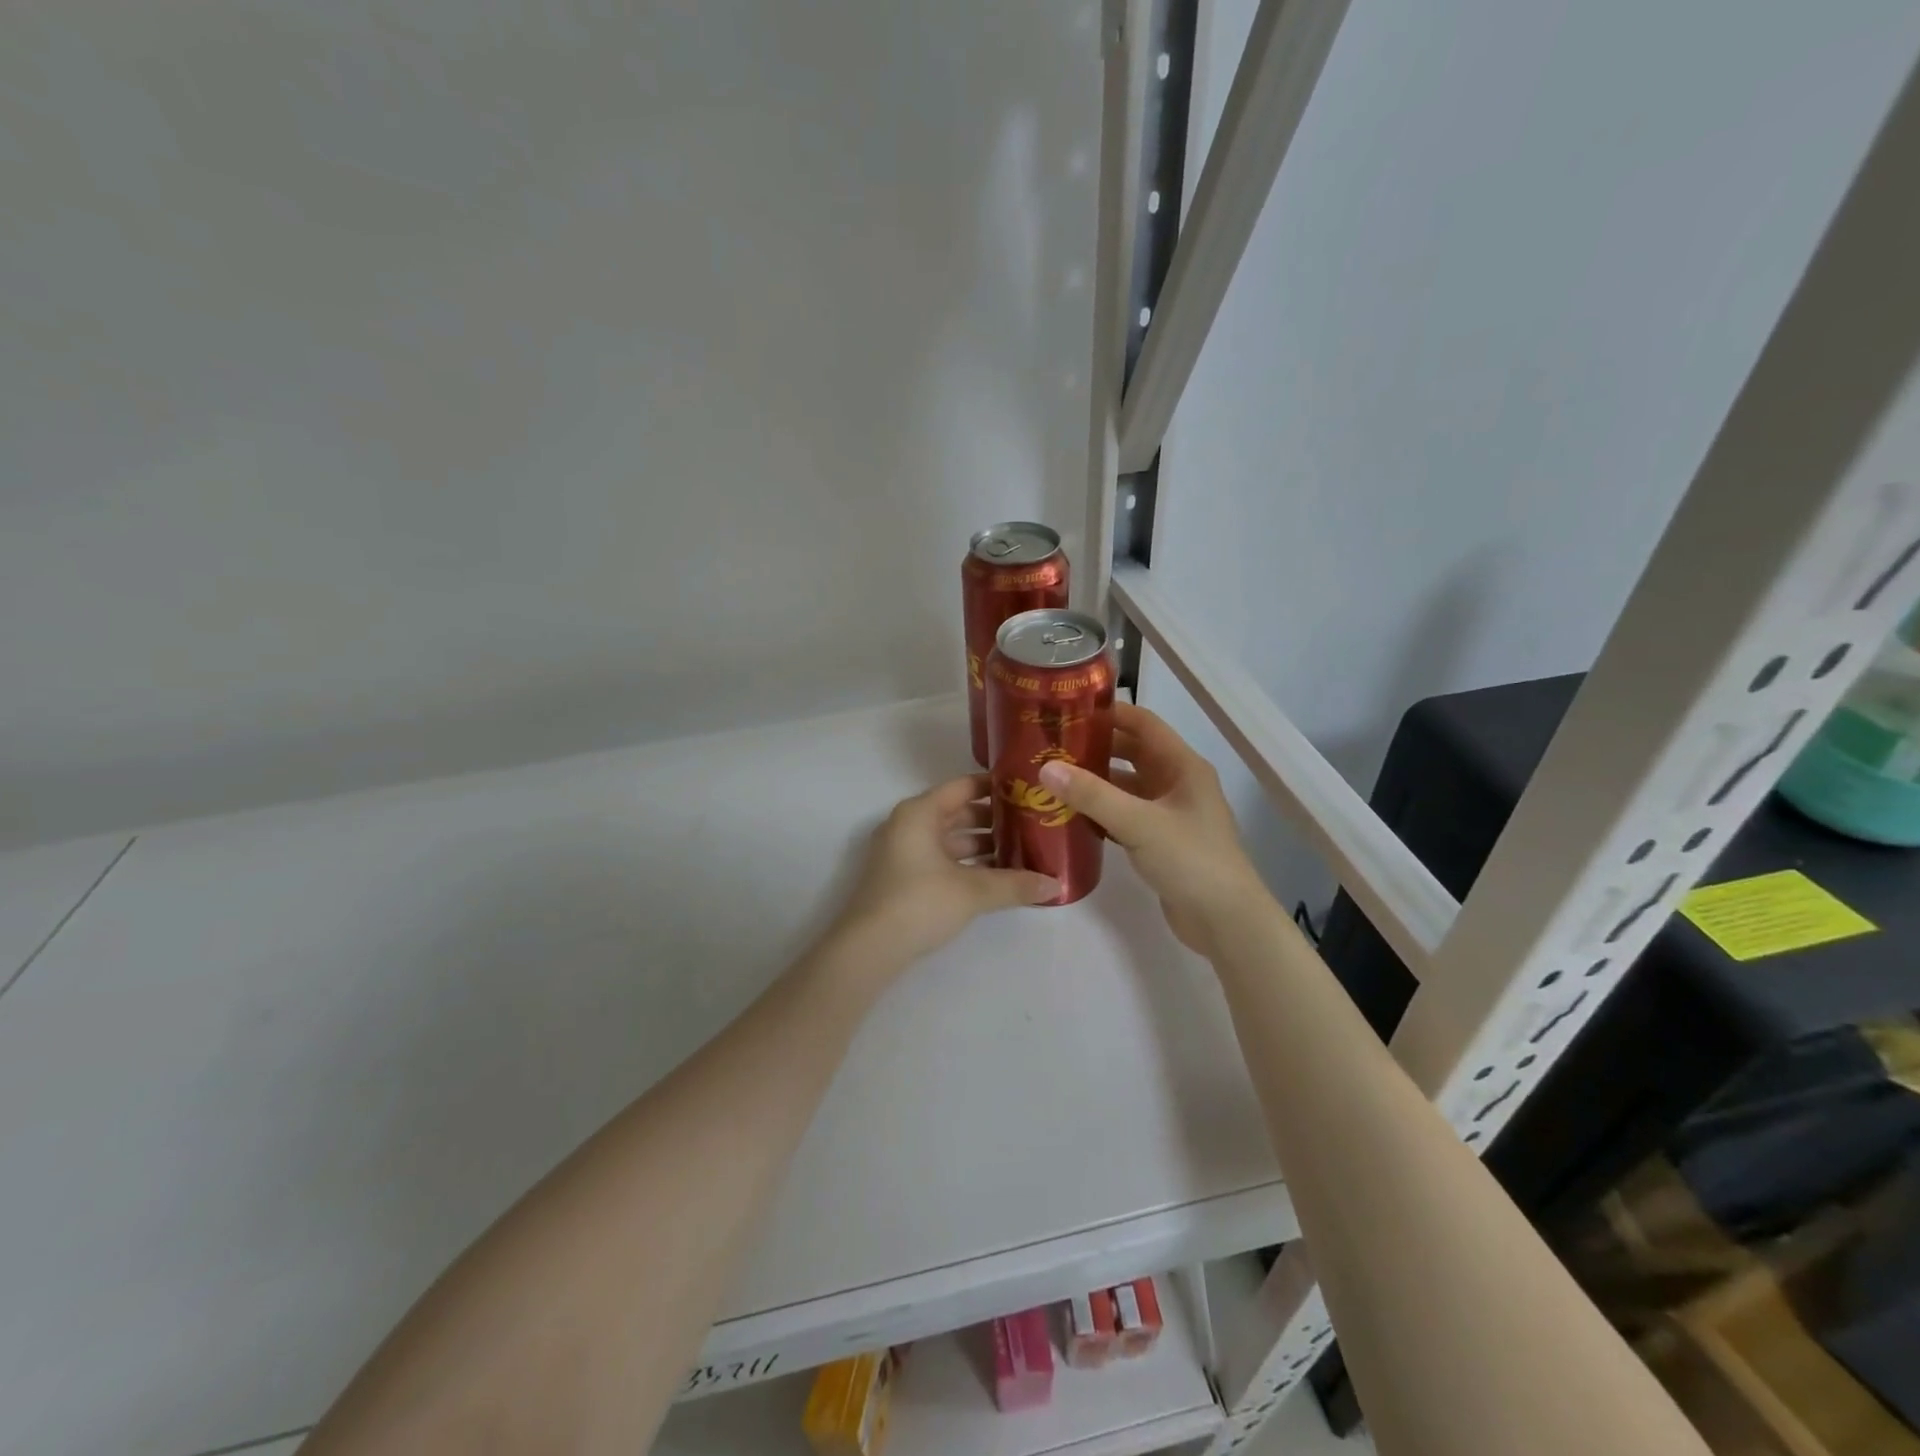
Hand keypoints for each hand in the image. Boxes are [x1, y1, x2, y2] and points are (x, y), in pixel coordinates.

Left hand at [830, 774, 1058, 967]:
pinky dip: (966, 864)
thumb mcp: (973, 891)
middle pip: (957, 812)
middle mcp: (908, 824)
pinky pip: (941, 859)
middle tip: (1032, 824)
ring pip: (949, 839)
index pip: (964, 786)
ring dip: (982, 845)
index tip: (1027, 790)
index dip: (996, 787)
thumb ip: (1015, 884)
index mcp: (920, 812)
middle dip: (994, 820)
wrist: (869, 948)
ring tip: (1021, 853)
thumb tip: (1056, 885)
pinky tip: (995, 878)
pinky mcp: (902, 877)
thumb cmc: (920, 902)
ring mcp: (902, 852)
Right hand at [1037, 702, 1268, 953]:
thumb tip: (1046, 768)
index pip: (1143, 724)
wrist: (1225, 921)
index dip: (1109, 713)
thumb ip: (1092, 795)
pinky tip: (1072, 816)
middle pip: (1132, 753)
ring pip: (1127, 787)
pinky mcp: (1161, 841)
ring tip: (1054, 779)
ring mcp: (1170, 814)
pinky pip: (1126, 815)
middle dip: (1095, 748)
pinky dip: (1102, 812)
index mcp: (1182, 766)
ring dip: (1096, 782)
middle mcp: (1178, 783)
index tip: (1068, 711)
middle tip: (1052, 746)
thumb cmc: (1190, 860)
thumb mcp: (1139, 823)